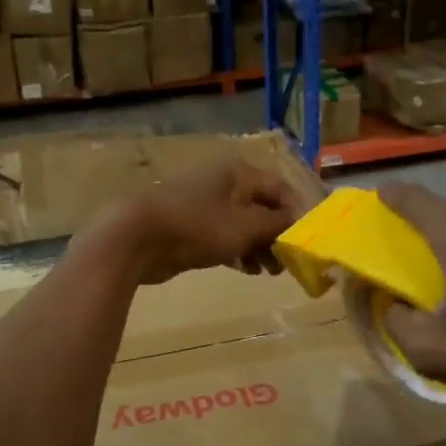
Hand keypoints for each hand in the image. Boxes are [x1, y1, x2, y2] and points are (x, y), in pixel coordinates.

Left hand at [86, 157, 301, 285]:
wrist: (136, 238)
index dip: (298, 214)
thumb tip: (299, 224)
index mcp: (239, 173)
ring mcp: (205, 204)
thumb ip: (276, 225)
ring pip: (244, 225)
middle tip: (289, 263)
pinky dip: (239, 250)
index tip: (309, 242)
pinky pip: (225, 236)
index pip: (281, 189)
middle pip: (263, 208)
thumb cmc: (197, 226)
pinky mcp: (191, 227)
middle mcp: (224, 183)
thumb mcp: (245, 227)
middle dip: (278, 236)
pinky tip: (247, 270)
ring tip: (270, 272)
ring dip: (260, 247)